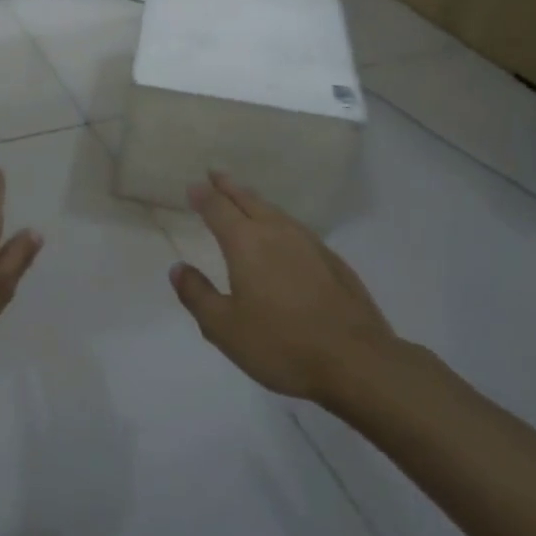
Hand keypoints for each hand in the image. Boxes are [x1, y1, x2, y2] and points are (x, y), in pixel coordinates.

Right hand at [169, 171, 403, 407]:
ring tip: (245, 199)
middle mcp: (277, 232)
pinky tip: (283, 235)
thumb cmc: (281, 344)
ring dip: (255, 201)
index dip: (203, 195)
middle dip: (229, 186)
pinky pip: (297, 229)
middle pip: (248, 200)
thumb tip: (178, 268)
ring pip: (275, 211)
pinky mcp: (334, 261)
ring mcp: (310, 244)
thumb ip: (197, 294)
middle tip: (216, 174)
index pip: (218, 207)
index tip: (193, 186)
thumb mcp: (223, 328)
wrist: (357, 362)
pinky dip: (280, 222)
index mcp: (246, 243)